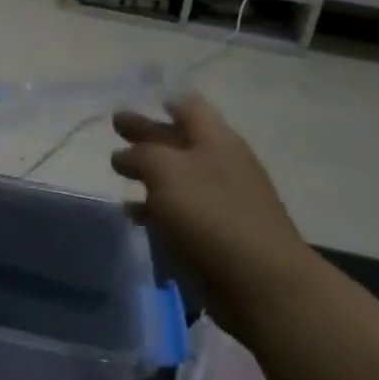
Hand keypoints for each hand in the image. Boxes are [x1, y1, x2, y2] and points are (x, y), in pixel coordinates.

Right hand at [110, 94, 314, 314]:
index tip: (141, 95)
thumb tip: (127, 154)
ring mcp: (221, 201)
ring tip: (118, 170)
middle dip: (148, 132)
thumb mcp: (167, 172)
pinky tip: (133, 214)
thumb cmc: (212, 216)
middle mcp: (220, 164)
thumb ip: (142, 155)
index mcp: (216, 140)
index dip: (165, 98)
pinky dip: (154, 208)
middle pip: (179, 139)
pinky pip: (178, 212)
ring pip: (177, 176)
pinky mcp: (215, 235)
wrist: (262, 284)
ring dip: (150, 172)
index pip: (189, 106)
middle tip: (116, 127)